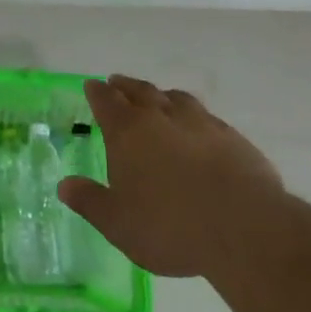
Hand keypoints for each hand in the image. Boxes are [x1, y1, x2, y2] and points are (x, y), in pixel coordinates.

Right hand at [59, 75, 287, 278]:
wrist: (246, 228)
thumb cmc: (171, 226)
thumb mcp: (118, 223)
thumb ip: (90, 201)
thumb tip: (65, 185)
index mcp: (128, 132)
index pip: (106, 101)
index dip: (96, 92)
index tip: (92, 85)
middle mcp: (162, 117)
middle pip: (140, 91)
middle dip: (125, 86)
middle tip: (117, 82)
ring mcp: (201, 123)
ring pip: (175, 98)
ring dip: (161, 95)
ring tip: (157, 98)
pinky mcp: (232, 138)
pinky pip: (205, 116)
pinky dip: (192, 115)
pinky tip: (196, 128)